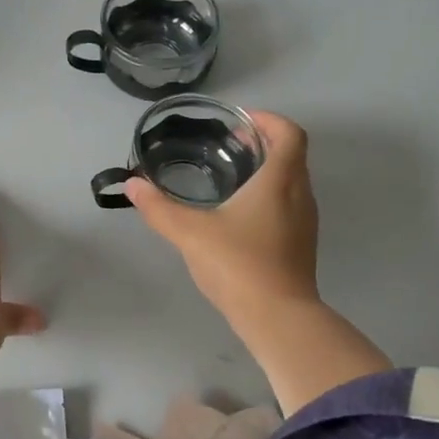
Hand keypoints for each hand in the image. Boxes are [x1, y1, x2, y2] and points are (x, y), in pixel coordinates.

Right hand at [124, 110, 320, 331]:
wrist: (278, 318)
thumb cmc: (238, 264)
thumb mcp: (190, 233)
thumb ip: (159, 207)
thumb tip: (133, 185)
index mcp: (280, 181)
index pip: (289, 133)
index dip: (267, 120)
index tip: (239, 122)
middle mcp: (300, 195)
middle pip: (292, 155)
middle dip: (263, 143)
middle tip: (228, 145)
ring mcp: (305, 222)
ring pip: (292, 181)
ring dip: (267, 170)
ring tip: (230, 176)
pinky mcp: (301, 245)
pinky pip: (289, 205)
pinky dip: (269, 195)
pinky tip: (238, 214)